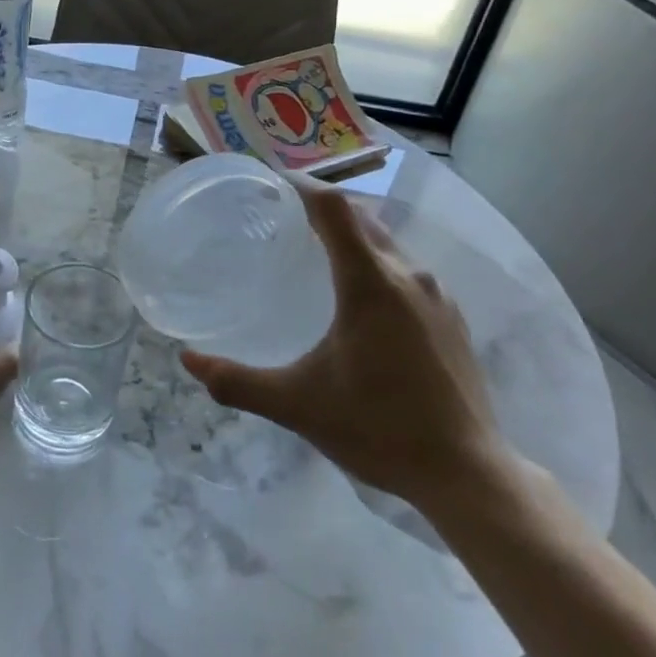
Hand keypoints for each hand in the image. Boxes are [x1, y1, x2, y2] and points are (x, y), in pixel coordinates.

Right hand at [181, 182, 510, 510]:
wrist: (467, 474)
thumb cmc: (379, 429)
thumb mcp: (298, 405)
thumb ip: (238, 382)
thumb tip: (188, 360)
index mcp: (370, 282)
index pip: (332, 207)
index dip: (299, 186)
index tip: (268, 183)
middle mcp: (407, 275)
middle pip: (360, 217)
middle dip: (320, 208)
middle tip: (280, 217)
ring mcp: (436, 295)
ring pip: (386, 242)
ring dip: (350, 235)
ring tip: (313, 251)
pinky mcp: (451, 318)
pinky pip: (405, 269)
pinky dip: (375, 261)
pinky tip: (358, 296)